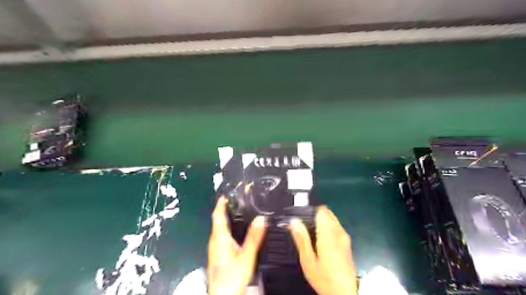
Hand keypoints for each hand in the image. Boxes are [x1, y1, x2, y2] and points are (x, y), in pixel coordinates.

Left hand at [207, 198, 266, 294]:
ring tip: (236, 212)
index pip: (217, 215)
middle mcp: (215, 241)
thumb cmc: (232, 277)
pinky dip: (226, 228)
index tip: (226, 195)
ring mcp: (215, 249)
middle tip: (235, 201)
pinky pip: (221, 236)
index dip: (221, 204)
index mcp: (220, 238)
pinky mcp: (217, 255)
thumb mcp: (247, 255)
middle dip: (224, 209)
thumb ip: (254, 236)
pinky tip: (235, 231)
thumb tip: (261, 219)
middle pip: (217, 220)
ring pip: (218, 228)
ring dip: (225, 218)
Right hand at [287, 205, 357, 294]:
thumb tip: (293, 221)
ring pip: (332, 219)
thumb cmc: (324, 277)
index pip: (321, 210)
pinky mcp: (347, 242)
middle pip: (327, 213)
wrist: (345, 294)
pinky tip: (320, 240)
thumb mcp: (308, 260)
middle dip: (315, 215)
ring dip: (321, 221)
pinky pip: (336, 226)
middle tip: (304, 227)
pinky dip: (327, 227)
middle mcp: (339, 231)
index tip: (301, 218)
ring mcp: (345, 236)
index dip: (310, 211)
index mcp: (328, 233)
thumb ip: (301, 238)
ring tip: (310, 234)